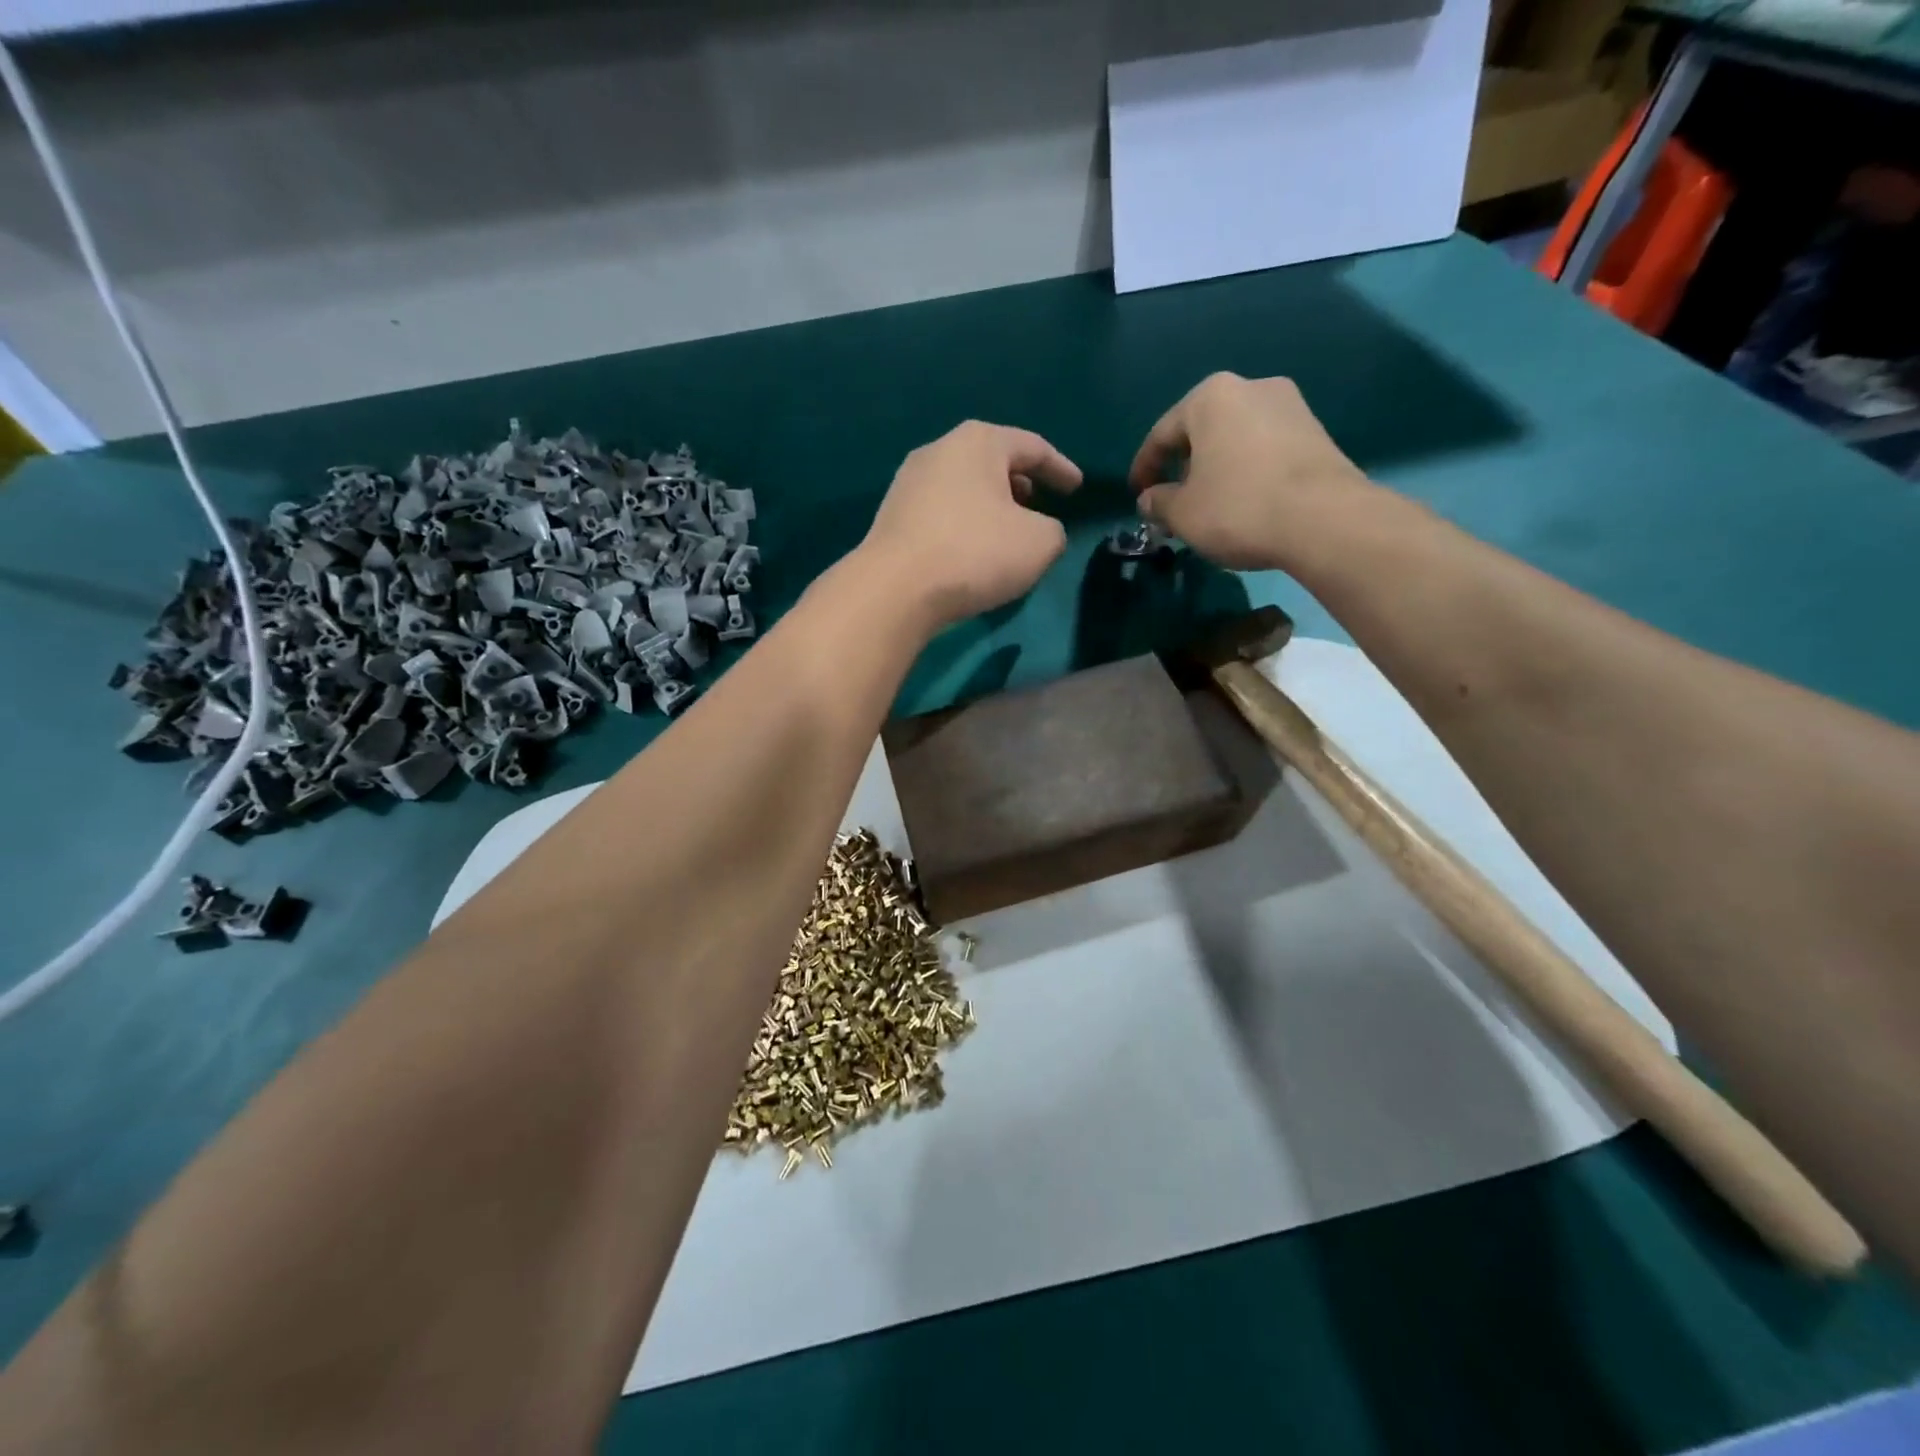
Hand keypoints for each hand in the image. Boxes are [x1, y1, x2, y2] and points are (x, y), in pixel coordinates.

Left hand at [861, 420, 1082, 629]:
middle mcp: (939, 451)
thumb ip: (1053, 531)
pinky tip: (971, 549)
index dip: (1061, 468)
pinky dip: (964, 523)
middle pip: (992, 461)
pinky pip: (941, 512)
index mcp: (979, 442)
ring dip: (990, 505)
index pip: (1032, 447)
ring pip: (964, 487)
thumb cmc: (975, 552)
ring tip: (1007, 530)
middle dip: (1020, 483)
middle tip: (1039, 505)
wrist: (895, 589)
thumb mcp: (1039, 543)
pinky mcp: (891, 516)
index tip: (1077, 488)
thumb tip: (1039, 532)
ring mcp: (908, 483)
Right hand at [1128, 373, 1370, 571]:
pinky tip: (1244, 503)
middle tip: (1173, 503)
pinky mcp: (1316, 432)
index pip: (1162, 434)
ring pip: (1235, 440)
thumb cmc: (1238, 507)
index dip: (1144, 469)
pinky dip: (1247, 472)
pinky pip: (1264, 450)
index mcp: (1211, 397)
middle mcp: (1252, 387)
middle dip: (1184, 467)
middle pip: (1202, 432)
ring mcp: (1290, 406)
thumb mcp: (1183, 513)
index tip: (1137, 496)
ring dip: (1216, 470)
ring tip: (1209, 506)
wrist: (1325, 519)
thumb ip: (1159, 502)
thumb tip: (1150, 500)